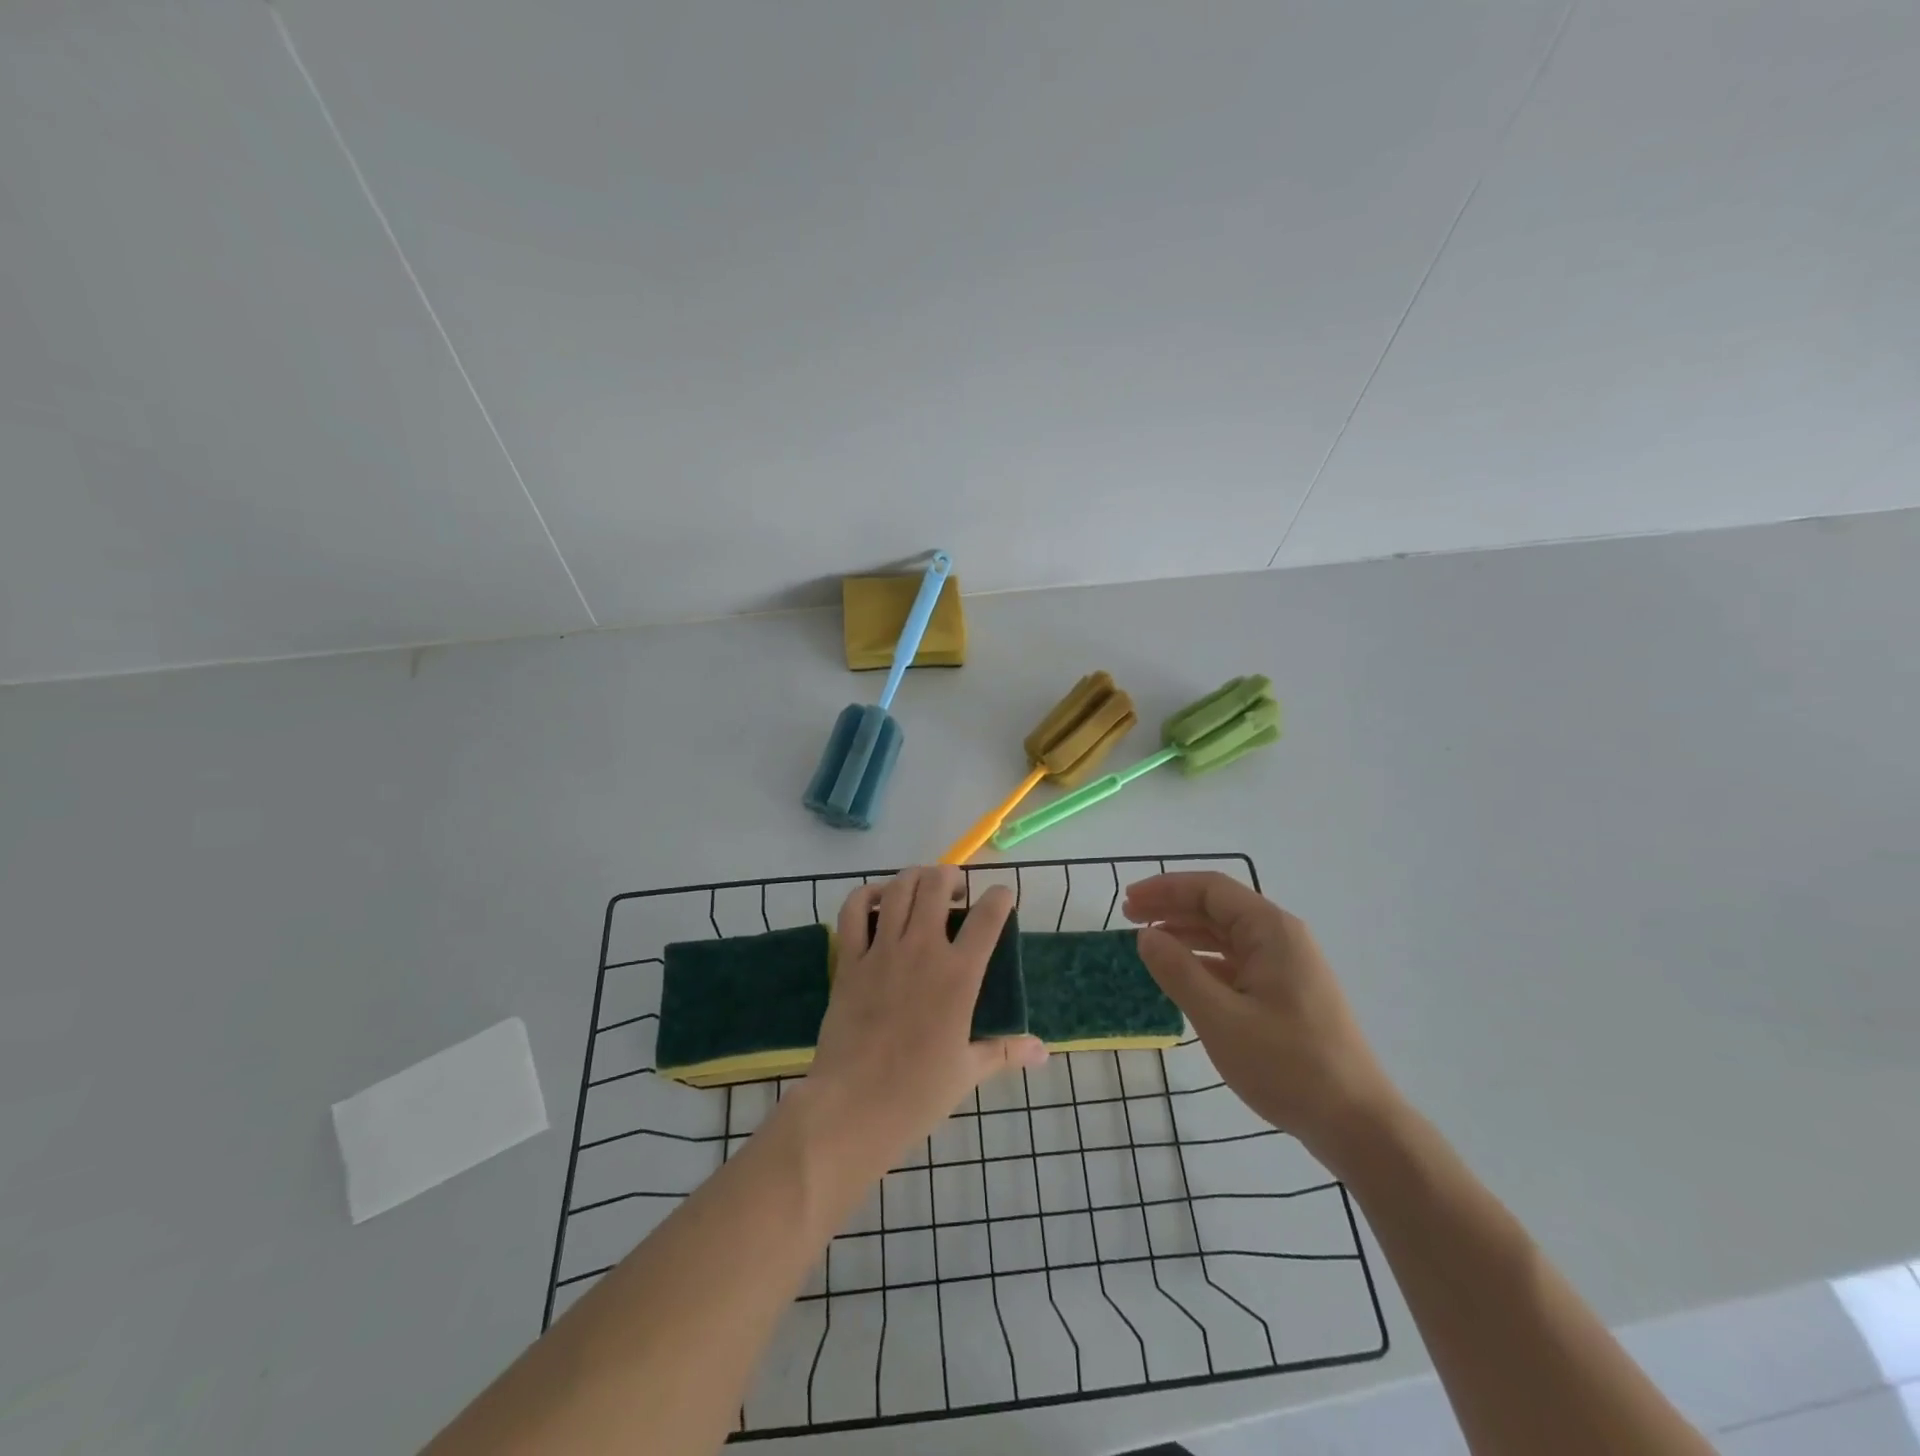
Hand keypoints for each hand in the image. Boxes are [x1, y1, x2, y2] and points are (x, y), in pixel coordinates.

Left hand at [805, 867, 1047, 1173]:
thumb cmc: (917, 1093)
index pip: (988, 917)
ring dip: (914, 877)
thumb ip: (1005, 1051)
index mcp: (959, 975)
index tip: (1003, 896)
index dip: (1000, 897)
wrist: (853, 1106)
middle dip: (951, 877)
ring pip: (898, 888)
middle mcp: (922, 950)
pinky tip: (877, 900)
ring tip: (922, 888)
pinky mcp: (849, 960)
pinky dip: (865, 894)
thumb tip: (1043, 1052)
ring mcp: (882, 950)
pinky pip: (853, 911)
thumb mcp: (968, 1071)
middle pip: (937, 885)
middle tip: (956, 892)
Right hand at [1123, 872, 1394, 1162]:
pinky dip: (1203, 961)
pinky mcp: (1285, 994)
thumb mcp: (1221, 1018)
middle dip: (1171, 908)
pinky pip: (1236, 962)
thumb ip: (1178, 972)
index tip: (1128, 901)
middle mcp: (1280, 938)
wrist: (1356, 1123)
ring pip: (1225, 935)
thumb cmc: (1287, 1065)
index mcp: (1270, 931)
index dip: (1166, 889)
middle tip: (1128, 918)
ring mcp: (1285, 967)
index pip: (1211, 889)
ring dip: (1185, 934)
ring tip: (1147, 943)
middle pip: (1218, 908)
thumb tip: (1145, 937)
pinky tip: (1180, 975)